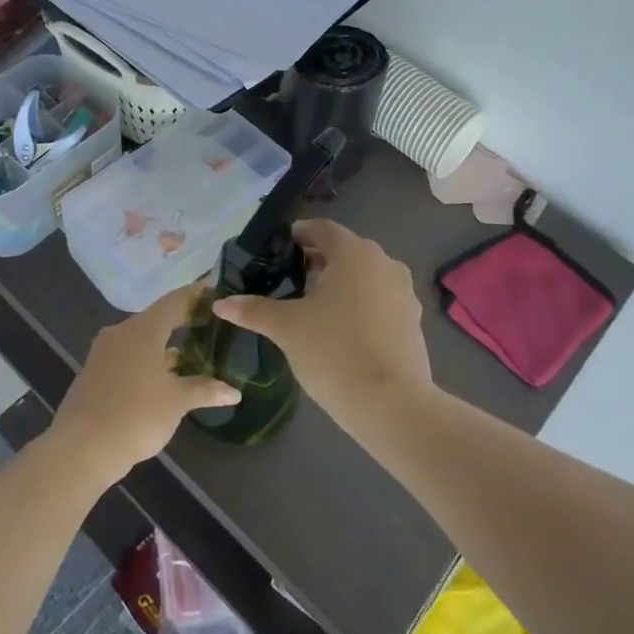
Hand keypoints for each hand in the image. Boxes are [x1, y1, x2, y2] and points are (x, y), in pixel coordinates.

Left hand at [48, 283, 240, 487]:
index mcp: (142, 329)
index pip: (175, 301)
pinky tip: (166, 378)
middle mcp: (121, 333)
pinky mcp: (95, 375)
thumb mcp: (177, 402)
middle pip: (158, 319)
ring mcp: (104, 354)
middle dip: (184, 321)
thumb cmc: (135, 415)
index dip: (197, 295)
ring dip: (166, 345)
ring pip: (142, 341)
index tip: (217, 291)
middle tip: (211, 323)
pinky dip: (150, 361)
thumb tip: (234, 392)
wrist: (80, 450)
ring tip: (195, 352)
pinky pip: (129, 357)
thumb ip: (205, 390)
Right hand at [213, 219, 434, 423]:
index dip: (296, 236)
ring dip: (339, 283)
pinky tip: (341, 329)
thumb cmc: (333, 352)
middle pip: (344, 250)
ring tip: (312, 306)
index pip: (321, 229)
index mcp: (354, 252)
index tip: (276, 253)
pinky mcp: (413, 319)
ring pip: (364, 275)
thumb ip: (254, 310)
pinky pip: (380, 299)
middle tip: (288, 280)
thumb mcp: (286, 328)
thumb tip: (221, 303)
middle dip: (316, 260)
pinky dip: (360, 303)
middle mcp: (384, 262)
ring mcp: (403, 291)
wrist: (391, 404)